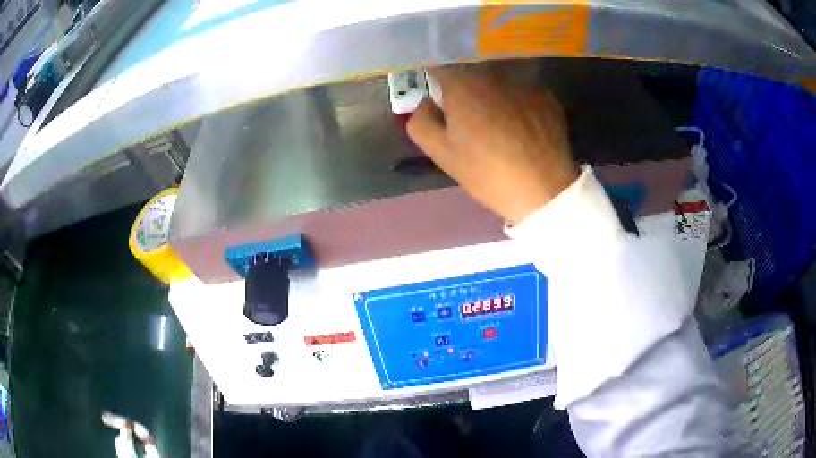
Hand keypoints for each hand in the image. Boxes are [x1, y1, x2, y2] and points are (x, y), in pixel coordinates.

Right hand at [407, 67, 578, 224]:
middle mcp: (493, 75)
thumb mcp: (442, 153)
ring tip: (500, 125)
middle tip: (469, 118)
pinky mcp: (547, 97)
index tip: (437, 95)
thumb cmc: (487, 172)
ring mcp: (524, 84)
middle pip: (471, 72)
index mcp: (462, 85)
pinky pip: (523, 94)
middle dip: (465, 89)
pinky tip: (523, 129)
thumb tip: (426, 104)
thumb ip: (421, 122)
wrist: (543, 190)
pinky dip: (518, 105)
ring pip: (499, 82)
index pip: (438, 66)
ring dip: (494, 96)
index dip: (434, 79)